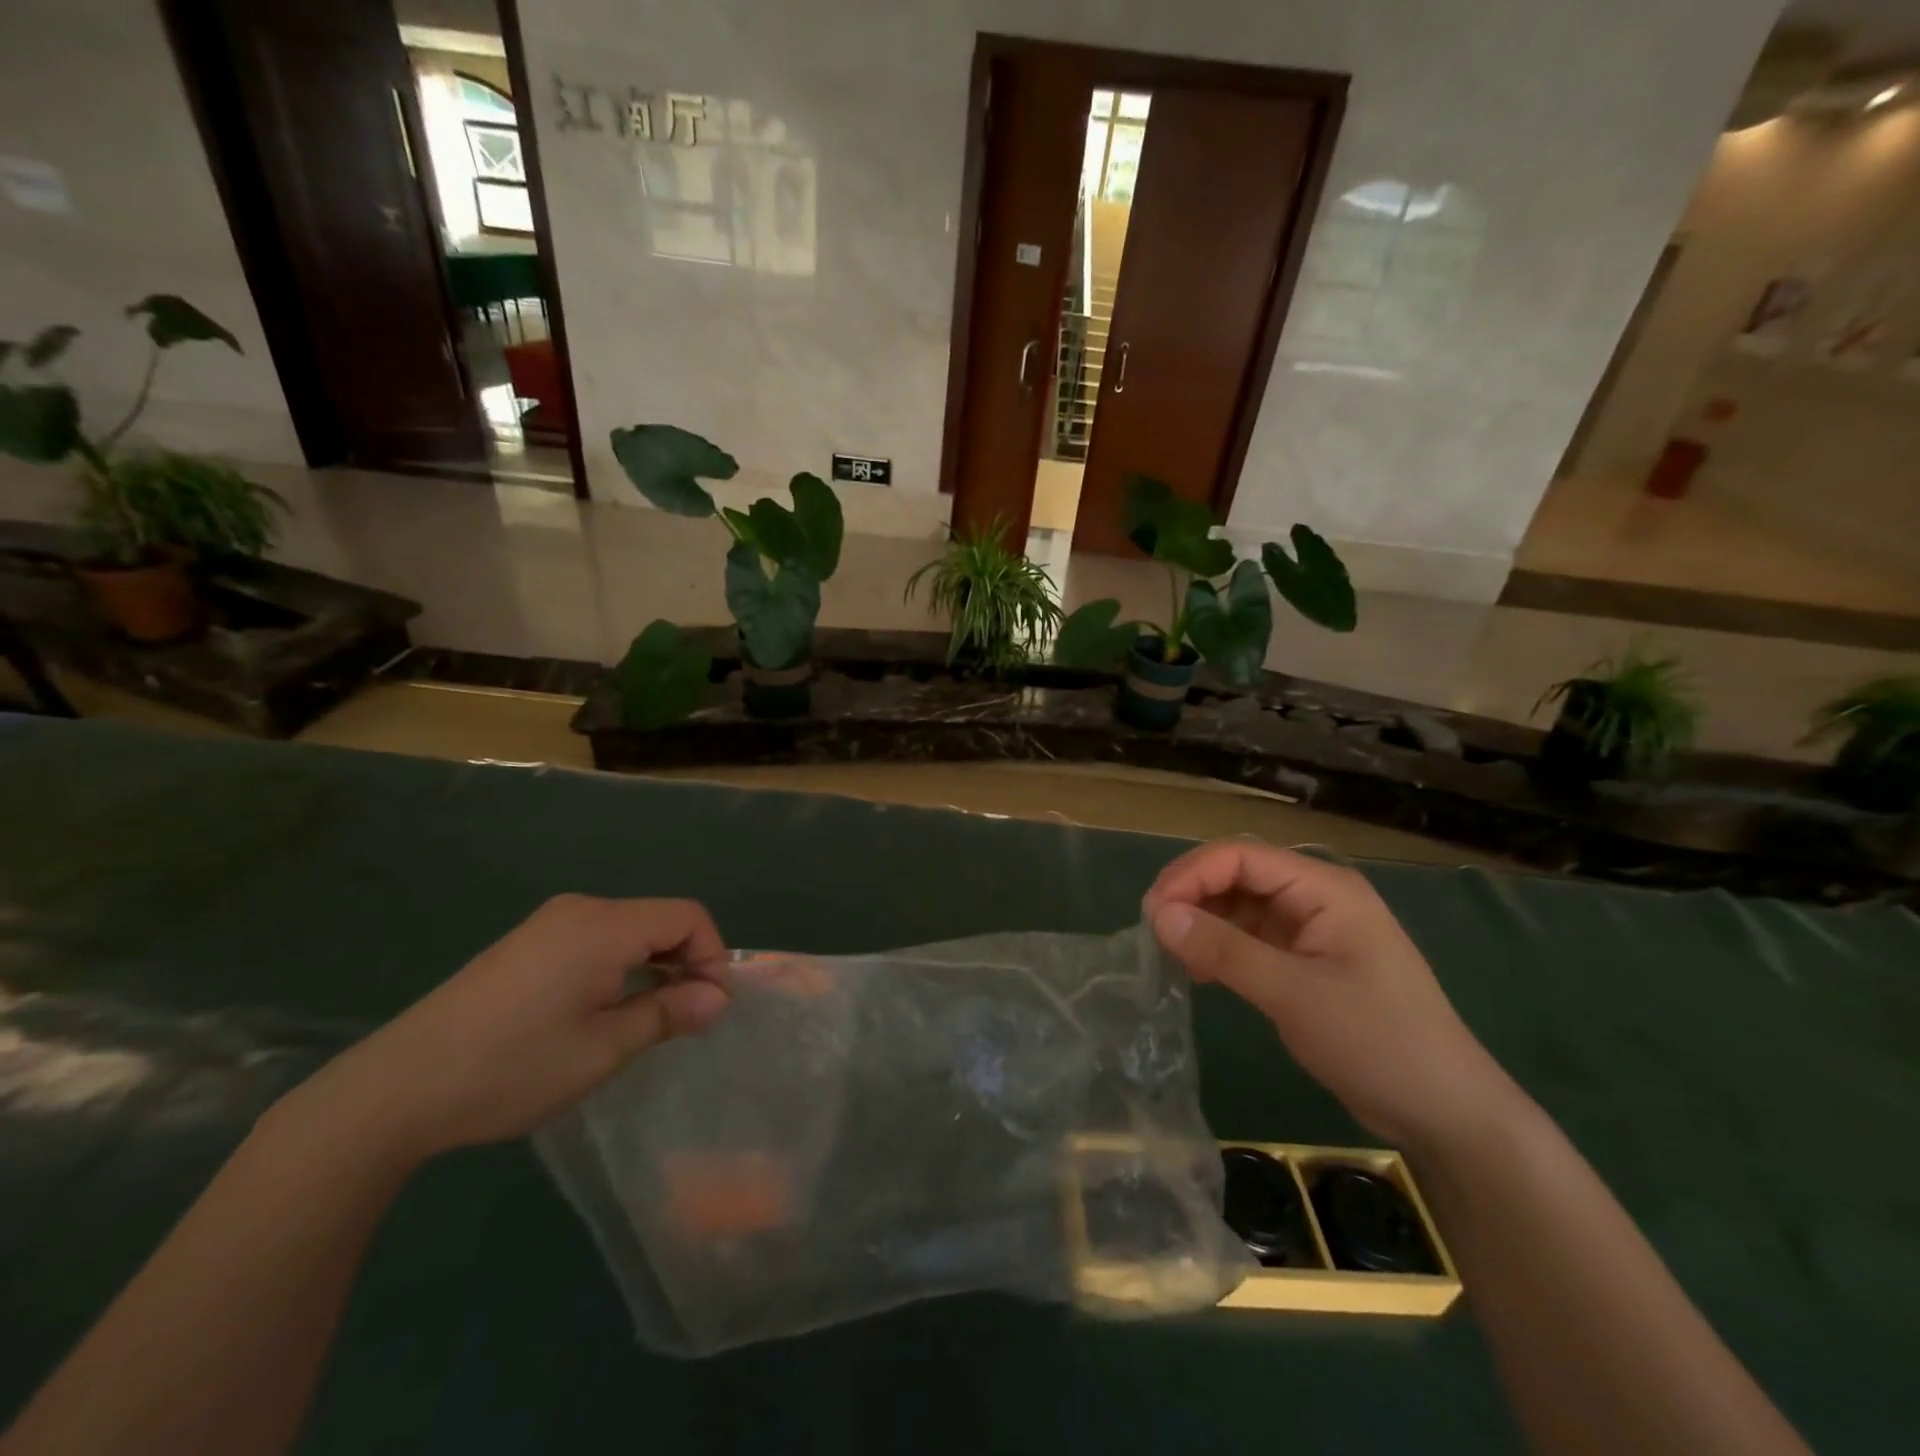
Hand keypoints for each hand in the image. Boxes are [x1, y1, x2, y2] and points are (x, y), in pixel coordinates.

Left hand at [290, 896, 729, 1163]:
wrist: (396, 1089)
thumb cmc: (512, 1068)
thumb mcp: (603, 1049)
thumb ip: (668, 1013)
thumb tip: (718, 998)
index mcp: (603, 926)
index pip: (687, 917)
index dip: (712, 956)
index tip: (709, 1008)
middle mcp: (580, 910)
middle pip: (659, 919)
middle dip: (685, 962)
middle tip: (684, 1019)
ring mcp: (549, 923)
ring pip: (629, 929)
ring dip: (653, 966)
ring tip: (646, 1020)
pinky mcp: (528, 943)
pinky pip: (596, 939)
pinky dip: (620, 965)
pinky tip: (601, 1010)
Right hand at [1145, 839, 1520, 1148]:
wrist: (1445, 1112)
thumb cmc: (1376, 1041)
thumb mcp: (1293, 993)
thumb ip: (1224, 950)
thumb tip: (1158, 916)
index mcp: (1324, 888)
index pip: (1241, 856)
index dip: (1191, 875)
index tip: (1152, 912)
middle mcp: (1316, 897)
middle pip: (1238, 875)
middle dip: (1193, 896)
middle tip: (1154, 932)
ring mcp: (1311, 929)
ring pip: (1240, 907)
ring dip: (1203, 923)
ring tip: (1173, 956)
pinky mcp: (1306, 961)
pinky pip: (1251, 938)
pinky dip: (1221, 948)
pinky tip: (1199, 971)